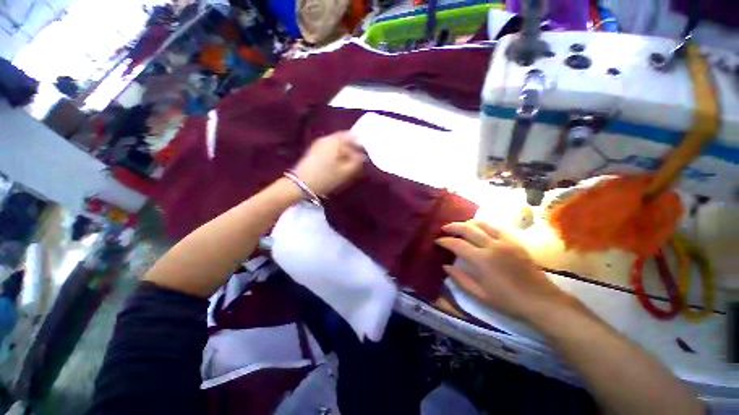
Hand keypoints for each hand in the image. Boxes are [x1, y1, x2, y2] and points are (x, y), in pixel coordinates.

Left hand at [293, 131, 365, 195]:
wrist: (301, 184)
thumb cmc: (326, 178)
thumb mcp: (345, 172)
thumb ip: (357, 162)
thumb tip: (362, 156)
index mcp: (335, 141)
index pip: (352, 137)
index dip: (360, 145)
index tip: (363, 154)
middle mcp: (326, 138)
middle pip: (344, 139)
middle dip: (351, 148)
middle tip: (356, 159)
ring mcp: (318, 143)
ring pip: (336, 143)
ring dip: (344, 150)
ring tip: (347, 163)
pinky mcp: (314, 149)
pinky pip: (330, 147)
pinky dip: (336, 152)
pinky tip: (337, 163)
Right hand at [436, 221, 583, 322]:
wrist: (542, 301)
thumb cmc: (508, 301)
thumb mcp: (480, 294)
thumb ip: (460, 279)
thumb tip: (445, 266)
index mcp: (482, 260)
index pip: (457, 244)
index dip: (445, 241)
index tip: (437, 241)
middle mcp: (492, 246)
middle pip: (468, 228)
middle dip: (453, 226)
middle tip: (444, 228)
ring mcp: (505, 241)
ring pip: (482, 224)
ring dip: (468, 223)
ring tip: (460, 226)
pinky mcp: (515, 241)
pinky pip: (496, 227)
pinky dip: (484, 225)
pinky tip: (479, 228)